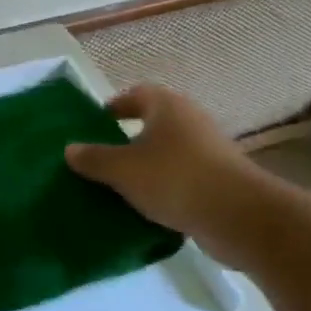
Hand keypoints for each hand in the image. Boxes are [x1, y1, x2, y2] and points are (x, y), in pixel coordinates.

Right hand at [64, 85, 263, 243]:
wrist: (240, 217)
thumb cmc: (174, 178)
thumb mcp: (122, 170)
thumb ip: (94, 158)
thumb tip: (70, 149)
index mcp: (166, 106)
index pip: (136, 94)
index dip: (115, 106)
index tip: (96, 123)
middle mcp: (190, 120)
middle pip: (153, 123)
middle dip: (128, 139)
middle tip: (103, 158)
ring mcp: (210, 150)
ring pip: (169, 152)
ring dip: (148, 166)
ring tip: (122, 186)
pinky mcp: (221, 179)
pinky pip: (184, 177)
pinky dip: (166, 187)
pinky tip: (149, 207)